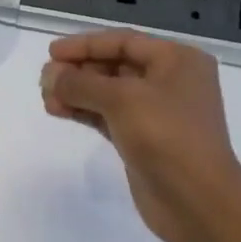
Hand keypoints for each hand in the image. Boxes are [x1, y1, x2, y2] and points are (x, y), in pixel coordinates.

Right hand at [39, 31, 240, 241]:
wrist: (196, 200)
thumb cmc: (166, 136)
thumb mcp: (122, 99)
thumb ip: (81, 83)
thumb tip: (50, 75)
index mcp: (177, 60)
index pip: (124, 41)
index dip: (85, 44)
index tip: (51, 52)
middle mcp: (170, 82)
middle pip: (116, 66)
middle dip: (79, 70)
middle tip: (44, 80)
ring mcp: (157, 113)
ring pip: (109, 94)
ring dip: (77, 93)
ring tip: (46, 98)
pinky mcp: (143, 140)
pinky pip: (109, 117)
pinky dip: (85, 112)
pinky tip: (59, 111)